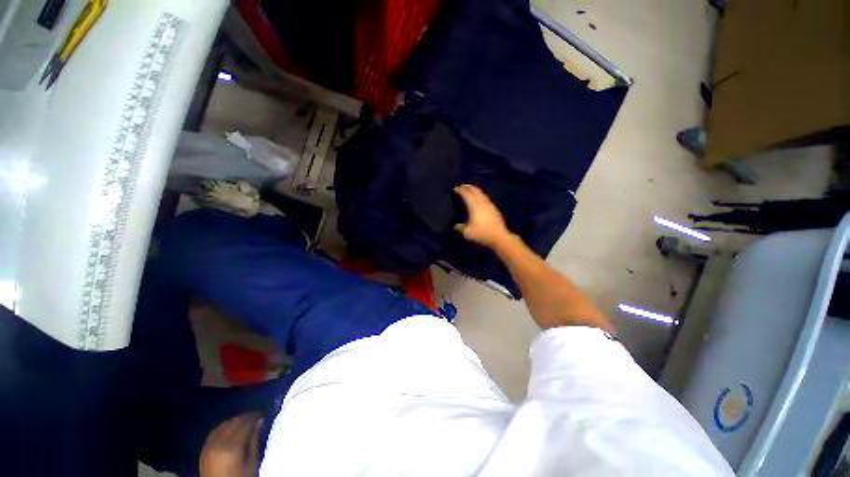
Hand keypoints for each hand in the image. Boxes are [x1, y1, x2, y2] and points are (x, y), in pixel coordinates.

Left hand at [199, 413, 263, 476]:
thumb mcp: (251, 462)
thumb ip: (254, 440)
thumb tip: (260, 421)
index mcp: (232, 446)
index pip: (245, 423)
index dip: (255, 416)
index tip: (263, 414)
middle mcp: (219, 442)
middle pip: (234, 422)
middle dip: (246, 417)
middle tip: (256, 418)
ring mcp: (209, 445)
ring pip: (224, 424)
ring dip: (235, 422)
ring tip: (244, 424)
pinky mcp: (204, 449)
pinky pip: (215, 432)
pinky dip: (224, 428)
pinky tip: (230, 431)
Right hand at [454, 184, 511, 248]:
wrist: (499, 237)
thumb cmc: (481, 233)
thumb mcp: (467, 233)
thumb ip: (460, 228)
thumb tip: (456, 226)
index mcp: (474, 206)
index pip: (466, 194)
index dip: (460, 190)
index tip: (455, 188)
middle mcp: (482, 202)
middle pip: (474, 191)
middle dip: (468, 187)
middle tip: (462, 186)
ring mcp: (489, 205)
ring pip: (481, 193)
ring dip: (475, 190)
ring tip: (470, 190)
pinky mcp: (494, 209)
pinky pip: (485, 197)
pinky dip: (480, 195)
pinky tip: (479, 199)